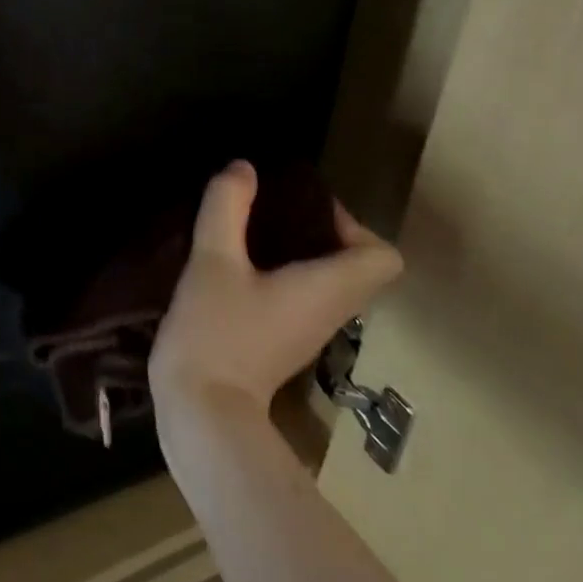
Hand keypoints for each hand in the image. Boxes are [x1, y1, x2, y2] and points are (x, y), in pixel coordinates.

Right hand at [151, 160, 402, 417]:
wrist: (200, 413)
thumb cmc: (216, 332)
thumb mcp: (213, 260)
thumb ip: (227, 207)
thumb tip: (244, 168)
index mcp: (327, 291)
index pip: (382, 259)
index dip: (354, 225)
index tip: (305, 209)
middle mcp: (329, 312)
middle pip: (355, 267)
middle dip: (322, 231)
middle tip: (274, 209)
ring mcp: (305, 332)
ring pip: (327, 282)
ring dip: (300, 251)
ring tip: (252, 228)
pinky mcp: (280, 341)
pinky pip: (299, 296)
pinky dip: (281, 272)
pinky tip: (236, 262)